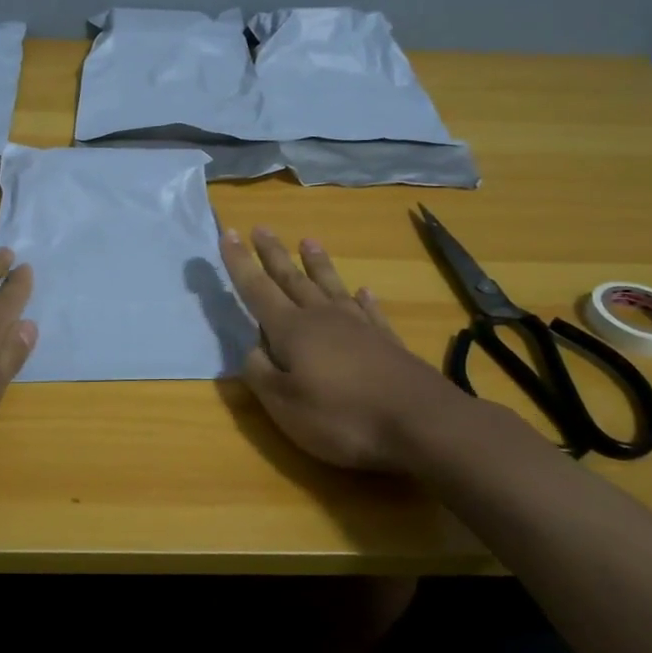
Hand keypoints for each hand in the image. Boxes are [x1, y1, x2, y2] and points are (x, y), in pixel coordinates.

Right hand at [220, 225, 474, 472]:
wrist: (421, 423)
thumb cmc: (342, 417)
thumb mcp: (284, 404)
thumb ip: (260, 373)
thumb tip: (251, 348)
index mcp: (292, 330)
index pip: (258, 289)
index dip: (240, 263)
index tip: (229, 233)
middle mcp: (324, 318)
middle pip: (293, 280)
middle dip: (274, 255)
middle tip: (261, 228)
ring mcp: (360, 327)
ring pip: (331, 287)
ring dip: (318, 265)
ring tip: (309, 241)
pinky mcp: (388, 342)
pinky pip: (370, 311)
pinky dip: (364, 299)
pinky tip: (363, 291)